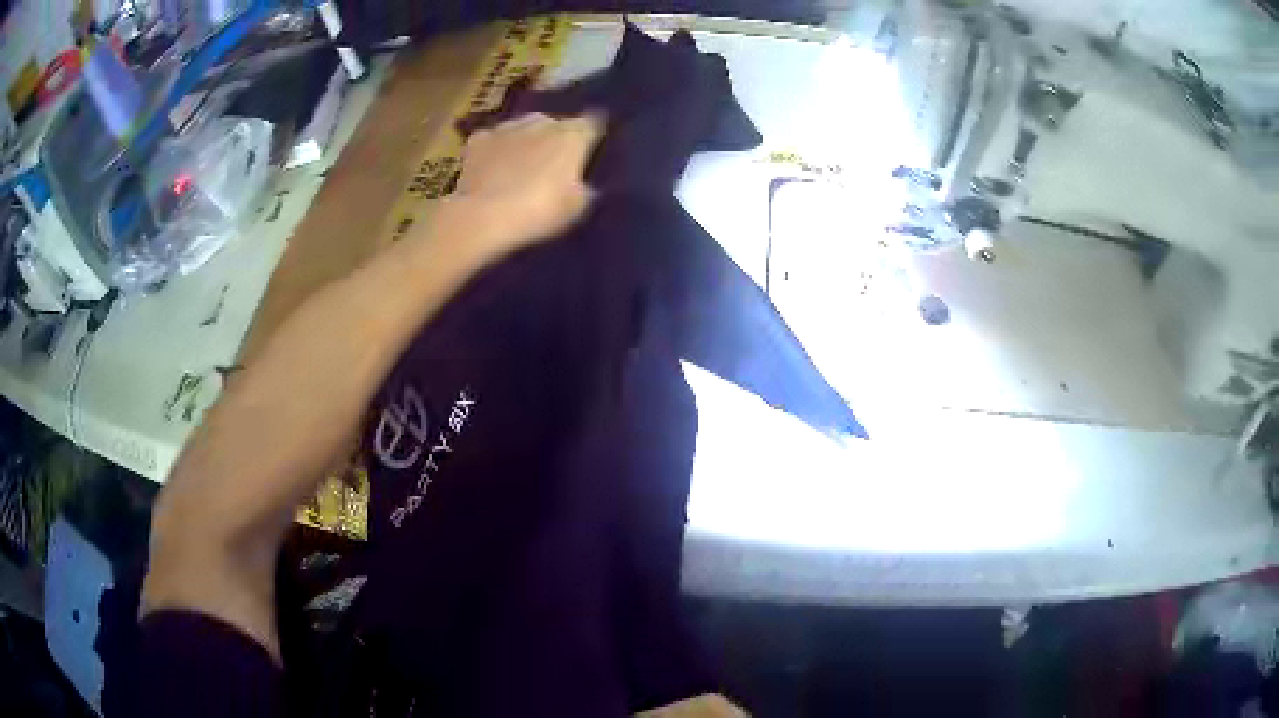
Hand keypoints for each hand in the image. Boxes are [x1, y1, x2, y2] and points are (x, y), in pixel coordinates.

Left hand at [451, 113, 603, 251]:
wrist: (483, 217)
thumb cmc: (540, 211)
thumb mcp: (577, 207)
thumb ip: (585, 188)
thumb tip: (584, 183)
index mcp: (573, 134)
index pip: (593, 124)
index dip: (593, 136)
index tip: (592, 150)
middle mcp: (542, 121)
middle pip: (555, 124)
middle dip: (556, 139)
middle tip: (553, 166)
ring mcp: (507, 127)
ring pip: (523, 129)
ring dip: (525, 142)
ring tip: (521, 167)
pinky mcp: (478, 139)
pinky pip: (494, 140)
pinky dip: (495, 151)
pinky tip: (492, 169)